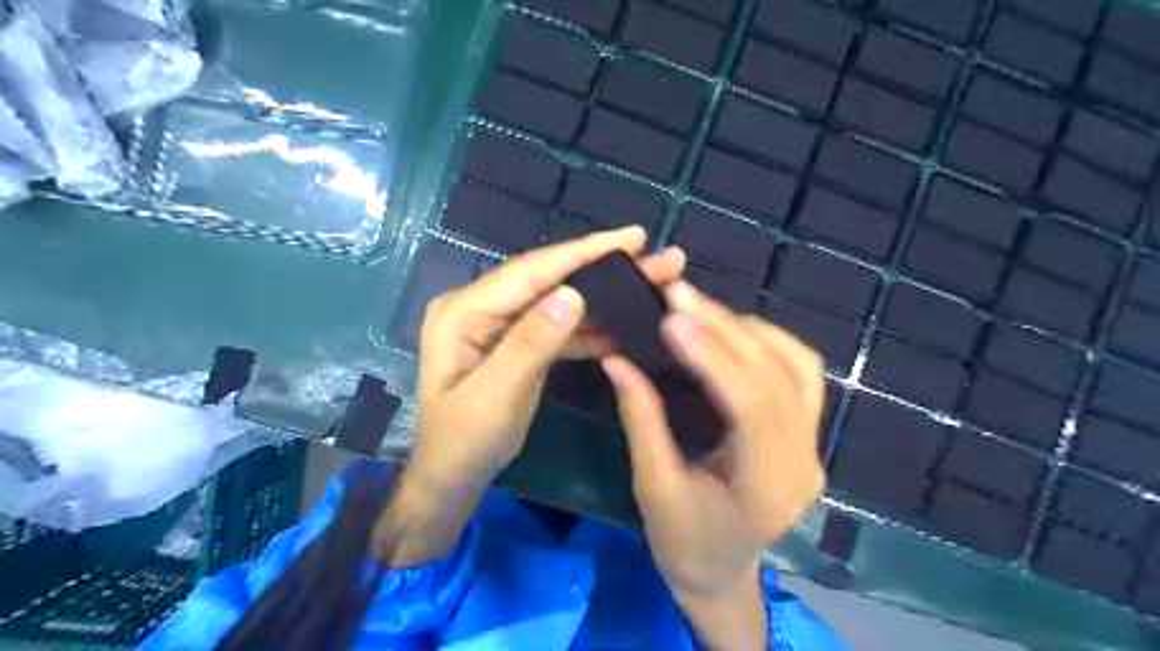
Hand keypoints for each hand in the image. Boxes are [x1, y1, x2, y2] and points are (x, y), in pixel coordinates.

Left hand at [378, 227, 686, 563]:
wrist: (451, 478)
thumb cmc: (464, 442)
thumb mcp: (496, 396)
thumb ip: (531, 344)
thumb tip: (574, 295)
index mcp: (464, 311)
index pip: (531, 272)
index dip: (583, 252)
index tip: (633, 237)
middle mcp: (481, 307)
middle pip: (550, 279)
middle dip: (604, 267)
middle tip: (657, 257)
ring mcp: (500, 325)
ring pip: (559, 301)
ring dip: (604, 296)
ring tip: (651, 283)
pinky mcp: (516, 343)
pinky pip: (558, 328)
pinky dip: (590, 328)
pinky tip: (623, 325)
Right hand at [597, 281, 824, 644]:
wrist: (719, 572)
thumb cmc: (682, 541)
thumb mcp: (652, 486)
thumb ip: (641, 420)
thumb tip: (617, 360)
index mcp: (767, 488)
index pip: (751, 405)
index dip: (714, 356)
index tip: (673, 318)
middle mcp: (802, 462)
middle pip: (776, 377)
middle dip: (725, 329)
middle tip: (680, 296)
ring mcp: (812, 446)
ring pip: (796, 366)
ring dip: (748, 330)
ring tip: (699, 309)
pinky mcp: (807, 433)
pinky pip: (799, 372)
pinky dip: (766, 342)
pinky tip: (730, 330)